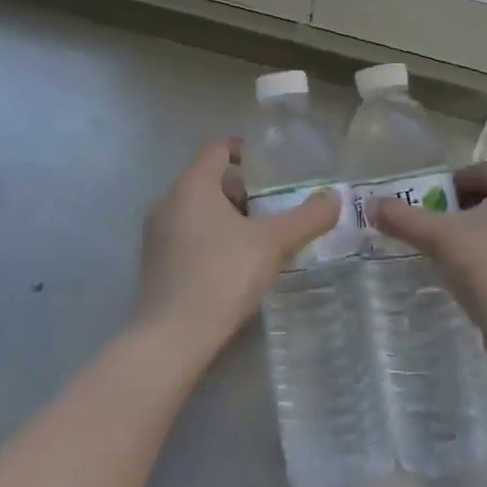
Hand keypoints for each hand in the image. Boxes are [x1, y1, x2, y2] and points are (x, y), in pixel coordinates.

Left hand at [133, 140, 340, 366]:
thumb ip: (306, 218)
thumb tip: (334, 198)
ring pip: (196, 209)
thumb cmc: (222, 276)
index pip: (217, 149)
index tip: (269, 167)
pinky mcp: (153, 262)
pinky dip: (209, 237)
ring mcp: (156, 233)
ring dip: (226, 215)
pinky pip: (186, 234)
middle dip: (241, 189)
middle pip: (208, 179)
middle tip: (272, 207)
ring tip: (257, 237)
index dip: (244, 151)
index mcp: (193, 185)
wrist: (172, 338)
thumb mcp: (273, 244)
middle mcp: (168, 201)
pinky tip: (232, 264)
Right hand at [371, 163, 486, 366]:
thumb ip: (403, 218)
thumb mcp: (440, 238)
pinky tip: (475, 280)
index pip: (475, 172)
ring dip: (474, 235)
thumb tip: (369, 204)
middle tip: (434, 234)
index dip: (446, 189)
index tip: (426, 212)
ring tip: (450, 258)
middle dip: (459, 212)